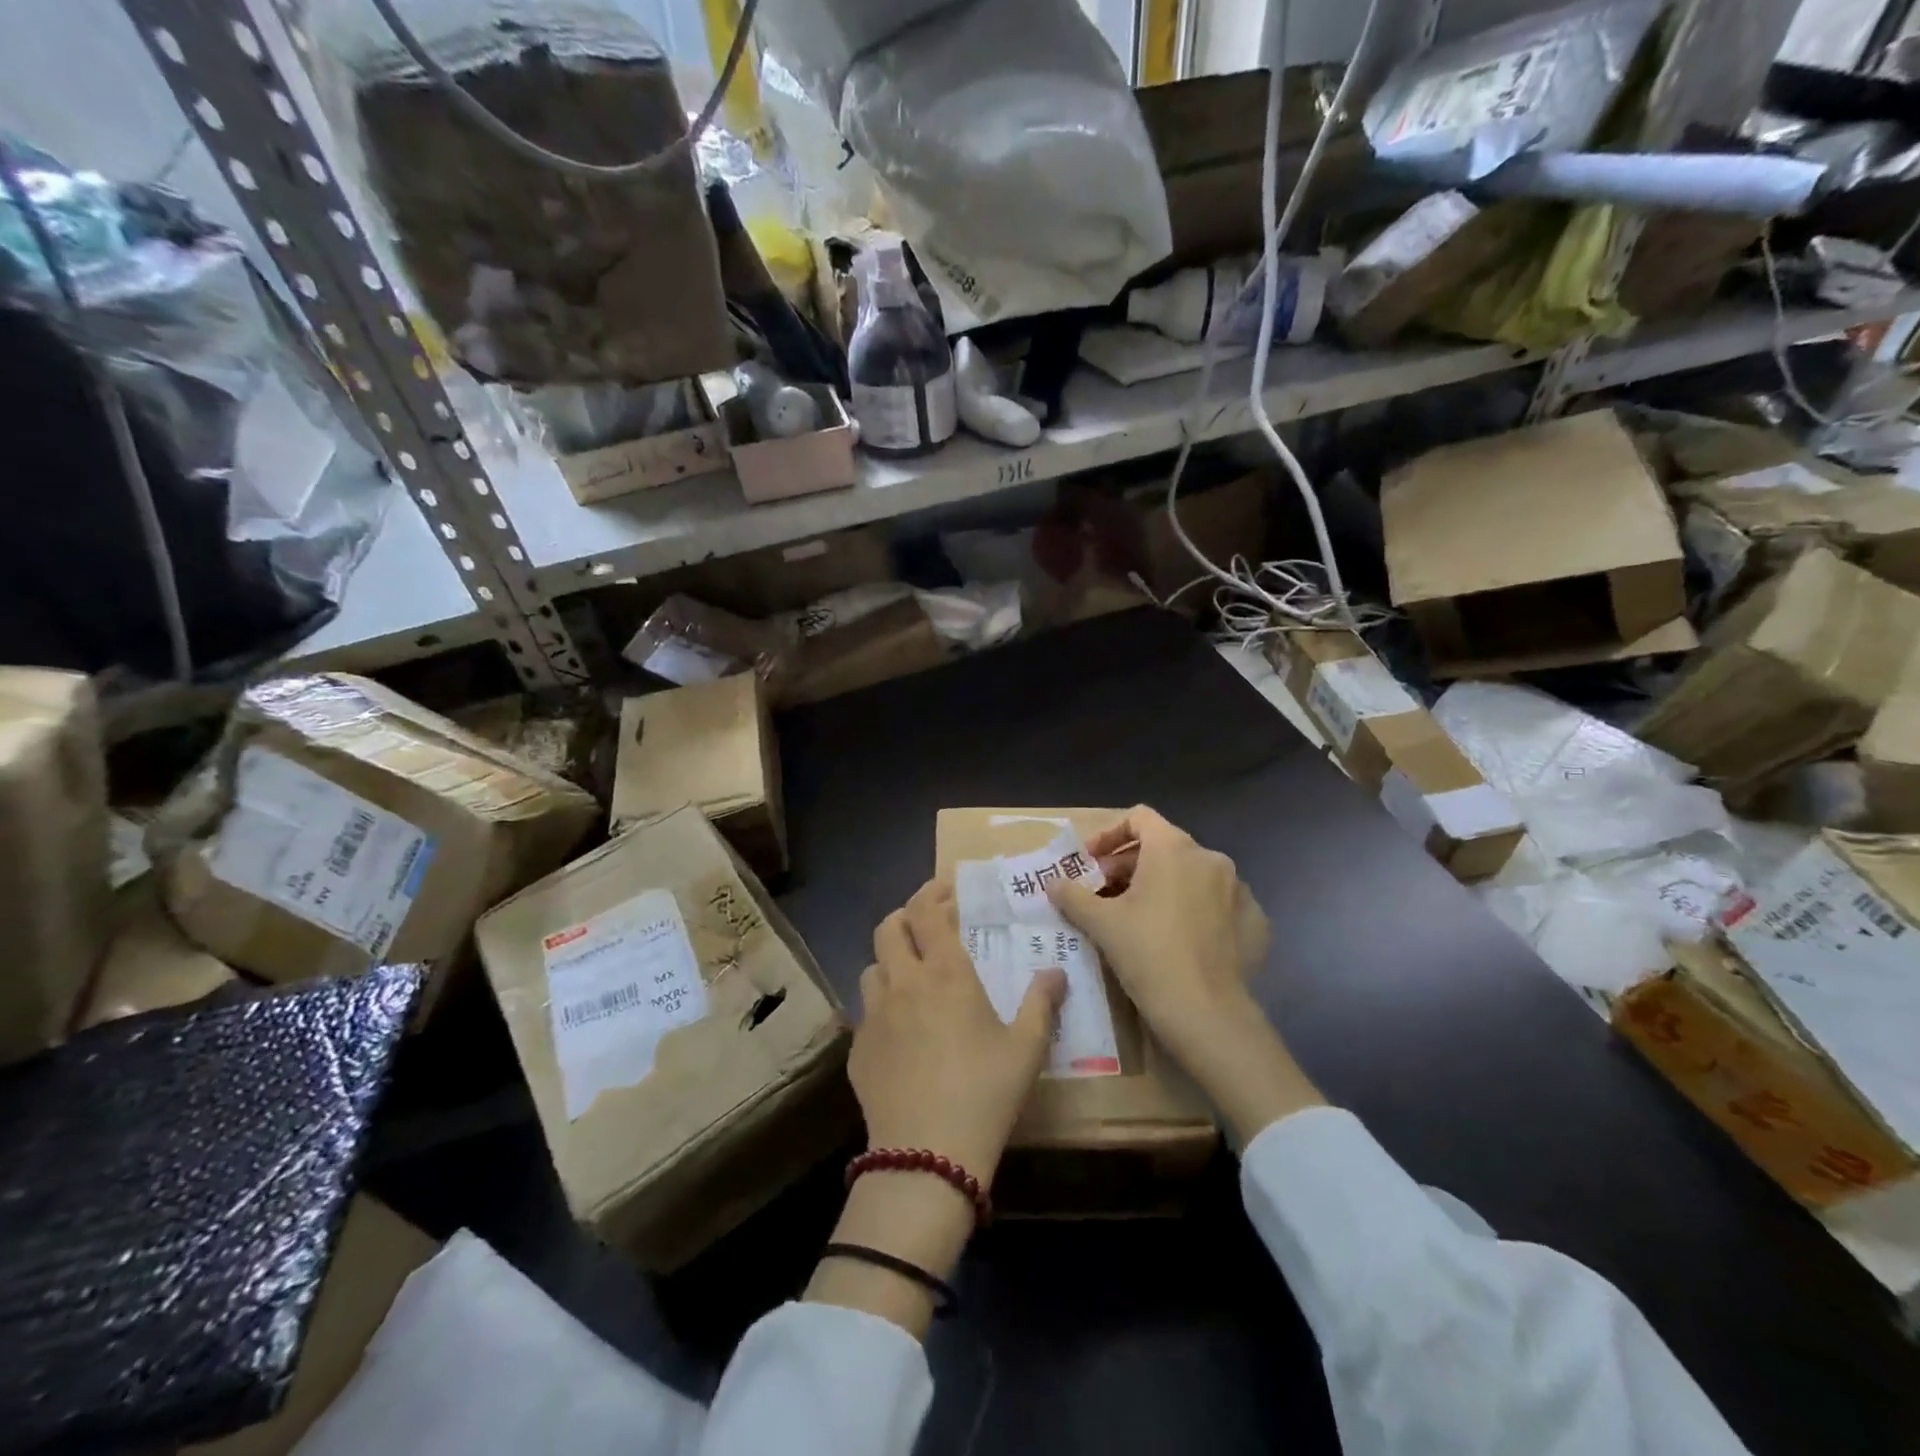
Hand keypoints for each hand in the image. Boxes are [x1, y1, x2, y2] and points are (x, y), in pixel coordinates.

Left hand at [852, 879, 1064, 1177]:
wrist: (926, 1156)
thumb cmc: (985, 1093)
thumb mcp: (1026, 1049)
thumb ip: (1041, 1003)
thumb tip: (1055, 972)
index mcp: (945, 974)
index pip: (926, 912)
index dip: (932, 892)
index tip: (946, 889)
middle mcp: (903, 982)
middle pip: (889, 928)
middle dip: (906, 917)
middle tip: (927, 926)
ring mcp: (874, 1015)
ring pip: (872, 967)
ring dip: (890, 960)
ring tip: (911, 976)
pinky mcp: (857, 1048)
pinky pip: (865, 1011)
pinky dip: (881, 1005)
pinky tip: (899, 1031)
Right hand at [1050, 807, 1254, 1045]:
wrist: (1207, 1013)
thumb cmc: (1148, 954)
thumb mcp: (1101, 923)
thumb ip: (1073, 895)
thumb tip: (1053, 884)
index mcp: (1174, 849)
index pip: (1139, 818)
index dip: (1109, 835)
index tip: (1091, 862)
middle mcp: (1211, 858)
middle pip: (1163, 847)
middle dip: (1130, 866)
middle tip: (1106, 894)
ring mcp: (1238, 889)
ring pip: (1191, 875)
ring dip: (1162, 886)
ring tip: (1140, 917)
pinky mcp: (1255, 921)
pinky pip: (1217, 903)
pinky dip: (1194, 910)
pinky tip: (1179, 938)